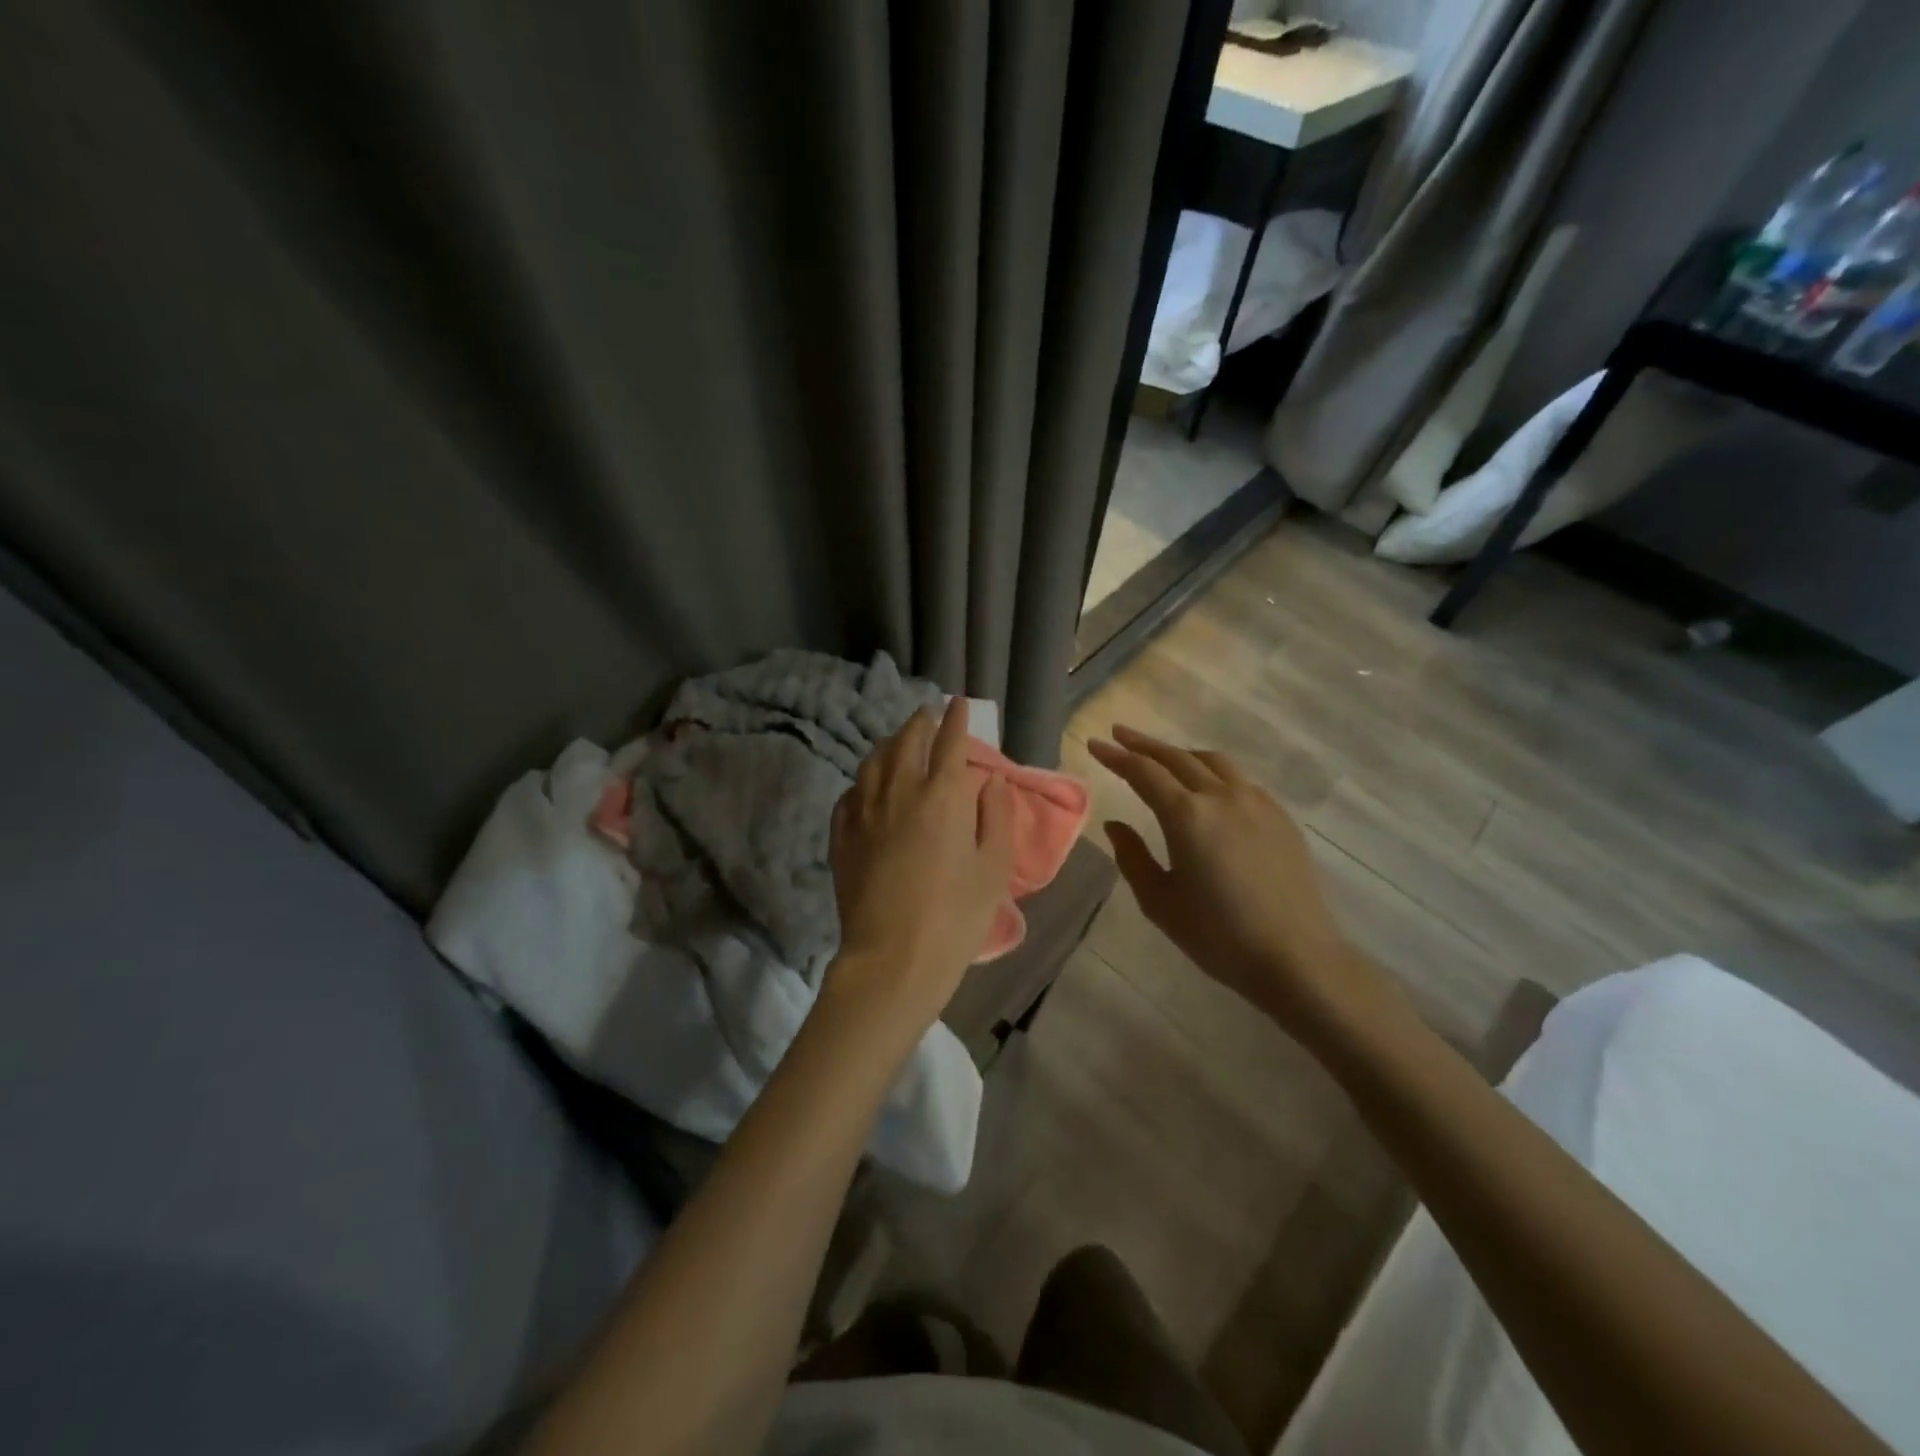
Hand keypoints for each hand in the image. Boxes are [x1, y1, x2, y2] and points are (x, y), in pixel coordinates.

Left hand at [827, 700, 1014, 1033]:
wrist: (892, 958)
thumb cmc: (955, 917)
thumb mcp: (993, 869)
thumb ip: (996, 817)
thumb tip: (990, 780)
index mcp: (942, 797)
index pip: (949, 742)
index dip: (955, 718)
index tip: (957, 702)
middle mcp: (899, 792)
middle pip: (906, 741)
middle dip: (919, 722)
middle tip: (927, 714)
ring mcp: (864, 812)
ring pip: (873, 761)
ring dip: (889, 744)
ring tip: (899, 742)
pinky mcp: (842, 835)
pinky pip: (851, 792)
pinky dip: (865, 779)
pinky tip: (869, 785)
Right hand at [1089, 725, 1407, 1046]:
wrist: (1295, 956)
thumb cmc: (1218, 935)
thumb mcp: (1159, 902)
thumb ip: (1132, 857)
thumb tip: (1115, 825)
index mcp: (1186, 816)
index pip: (1143, 772)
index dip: (1116, 756)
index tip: (1094, 743)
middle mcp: (1221, 796)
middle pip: (1176, 757)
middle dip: (1144, 744)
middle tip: (1119, 734)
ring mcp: (1256, 802)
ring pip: (1213, 762)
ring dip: (1181, 754)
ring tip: (1162, 757)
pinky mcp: (1280, 816)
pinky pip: (1240, 780)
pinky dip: (1214, 772)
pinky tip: (1209, 787)